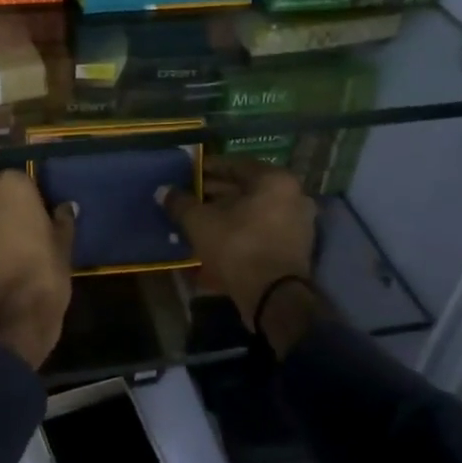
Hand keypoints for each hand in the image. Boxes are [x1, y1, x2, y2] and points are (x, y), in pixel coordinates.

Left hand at [0, 171, 75, 369]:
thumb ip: (62, 220)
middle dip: (2, 207)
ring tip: (3, 249)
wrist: (7, 321)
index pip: (20, 179)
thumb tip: (65, 208)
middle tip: (20, 230)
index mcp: (10, 185)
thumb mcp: (63, 246)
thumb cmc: (43, 275)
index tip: (38, 215)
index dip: (30, 198)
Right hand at [162, 158, 318, 356]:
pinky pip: (262, 230)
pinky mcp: (295, 248)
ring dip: (227, 213)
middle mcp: (293, 196)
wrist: (273, 297)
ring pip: (254, 211)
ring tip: (199, 218)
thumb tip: (163, 191)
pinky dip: (241, 230)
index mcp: (274, 180)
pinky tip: (217, 237)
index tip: (188, 174)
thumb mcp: (200, 221)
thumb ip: (180, 202)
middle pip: (247, 188)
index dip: (207, 168)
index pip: (235, 165)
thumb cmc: (237, 246)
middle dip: (216, 193)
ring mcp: (298, 223)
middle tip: (189, 196)